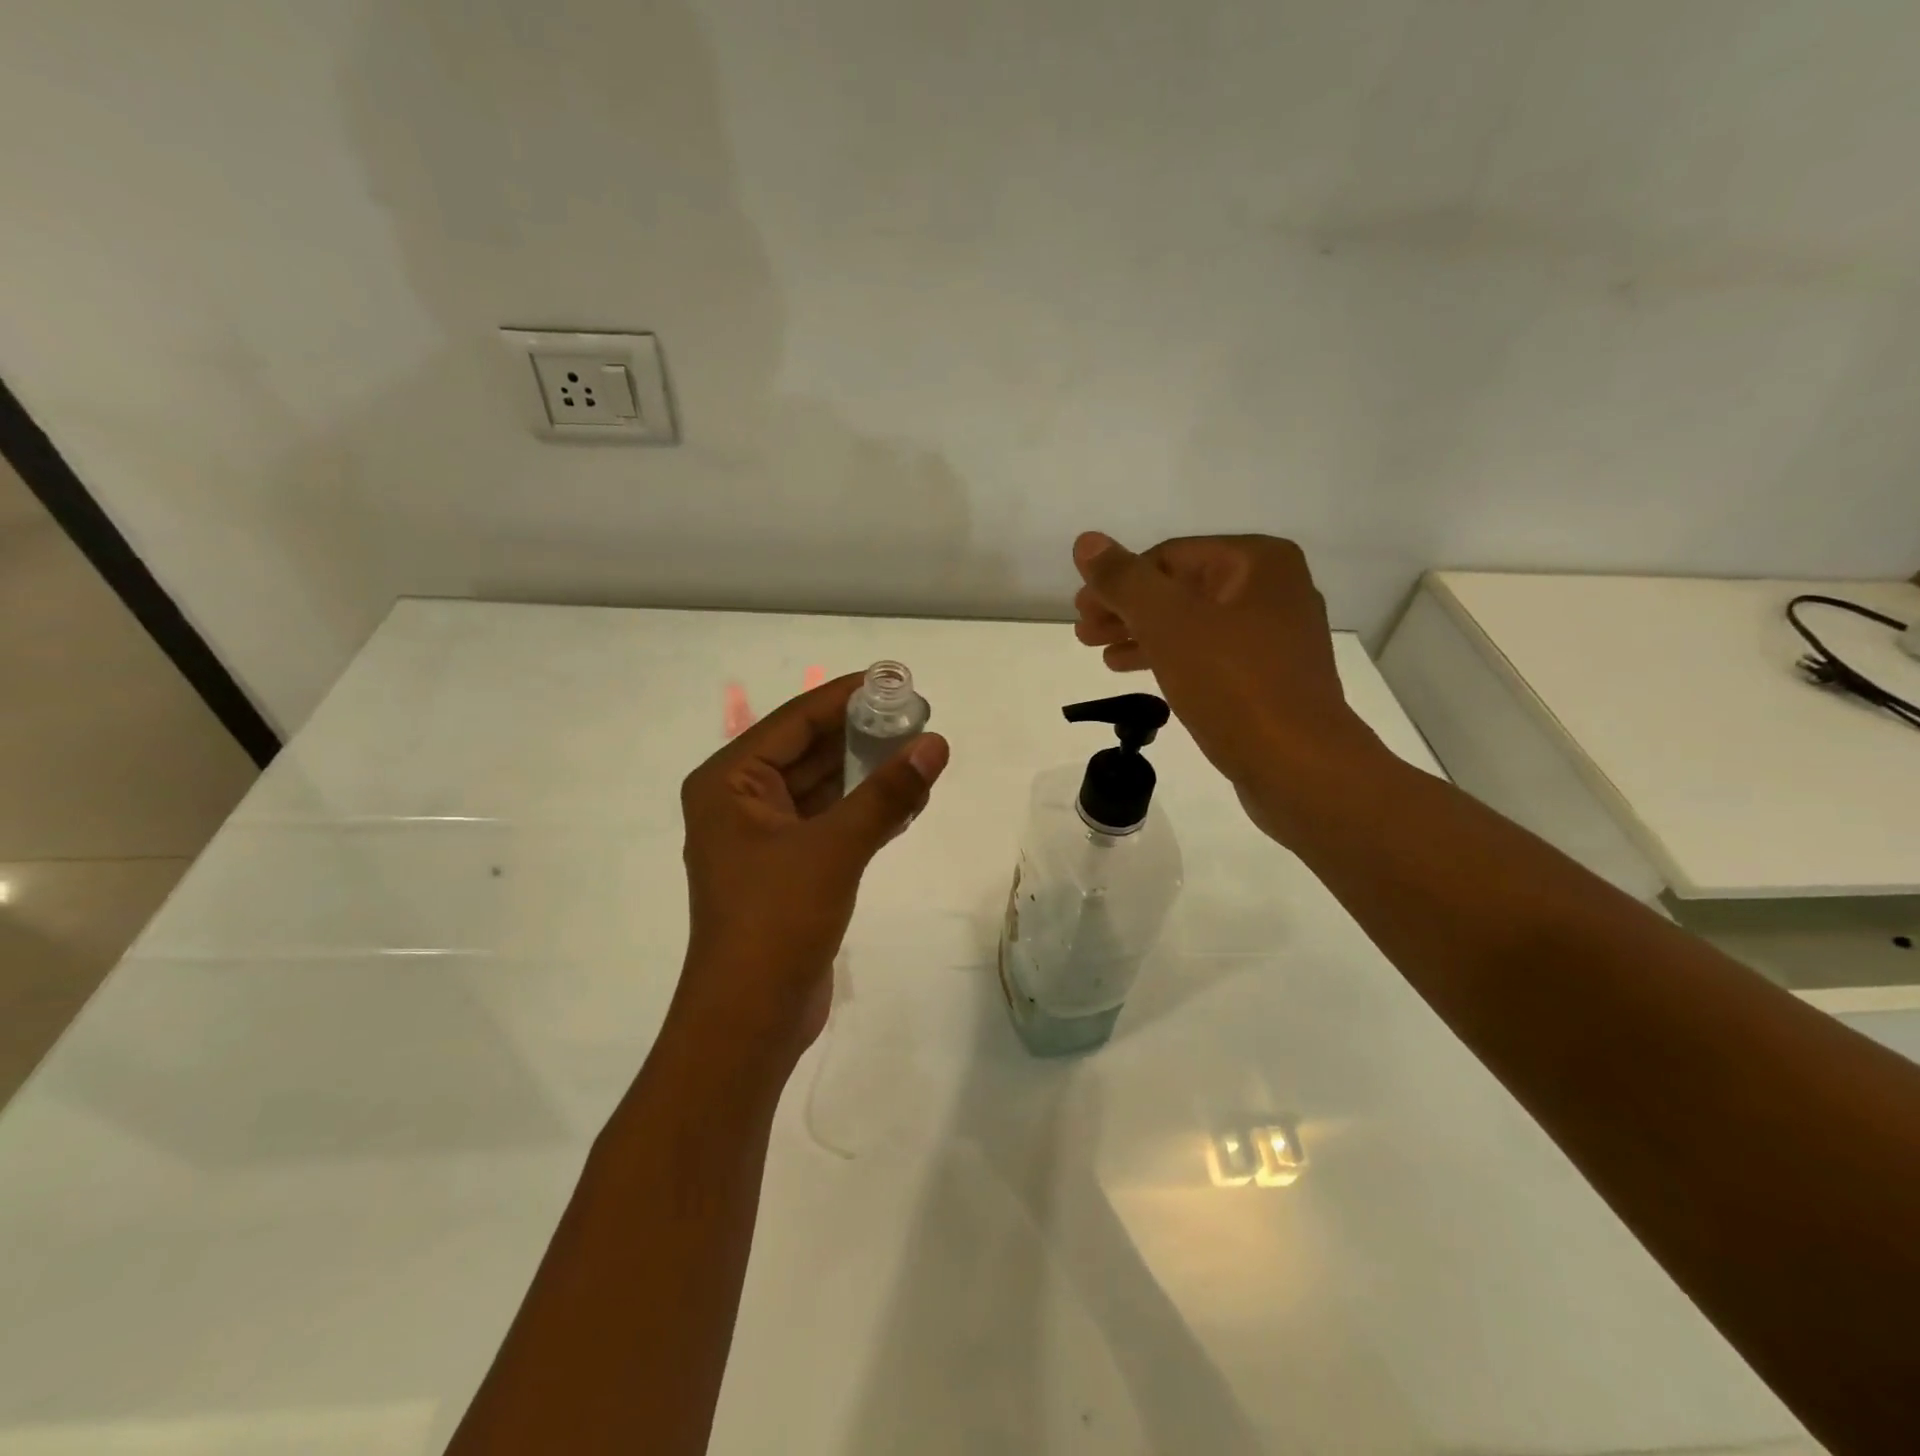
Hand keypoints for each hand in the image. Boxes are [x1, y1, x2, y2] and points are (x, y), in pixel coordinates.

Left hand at [674, 672, 948, 1057]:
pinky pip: (829, 820)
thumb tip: (936, 744)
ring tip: (921, 752)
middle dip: (861, 734)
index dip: (845, 697)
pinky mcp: (787, 867)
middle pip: (808, 750)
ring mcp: (763, 837)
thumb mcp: (835, 848)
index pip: (795, 721)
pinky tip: (906, 798)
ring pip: (821, 787)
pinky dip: (864, 808)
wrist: (751, 1019)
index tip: (895, 679)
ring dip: (867, 772)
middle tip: (917, 716)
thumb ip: (887, 793)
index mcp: (729, 782)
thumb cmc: (777, 920)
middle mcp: (740, 801)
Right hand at [1071, 532, 1382, 839]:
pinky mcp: (1268, 678)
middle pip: (1180, 589)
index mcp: (1258, 562)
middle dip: (1127, 610)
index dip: (1118, 581)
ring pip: (1192, 624)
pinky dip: (1169, 658)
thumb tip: (1086, 542)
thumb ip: (1125, 580)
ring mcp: (1274, 636)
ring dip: (1141, 635)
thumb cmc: (1234, 685)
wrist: (1299, 766)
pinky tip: (1134, 671)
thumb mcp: (1169, 624)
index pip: (1169, 556)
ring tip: (1099, 654)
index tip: (1080, 610)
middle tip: (1084, 632)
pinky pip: (1207, 655)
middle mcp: (1273, 589)